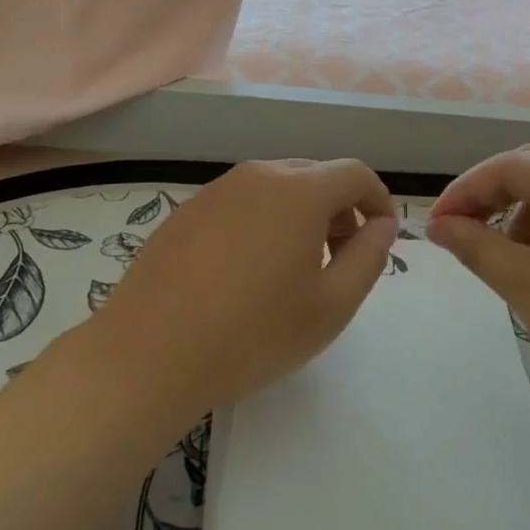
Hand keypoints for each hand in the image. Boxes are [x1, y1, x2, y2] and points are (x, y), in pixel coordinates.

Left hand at [95, 159, 397, 421]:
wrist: (147, 355)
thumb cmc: (252, 334)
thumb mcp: (331, 306)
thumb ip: (369, 258)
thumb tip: (381, 225)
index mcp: (299, 191)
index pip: (355, 174)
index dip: (378, 201)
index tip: (381, 238)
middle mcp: (258, 175)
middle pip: (316, 176)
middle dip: (341, 210)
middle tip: (341, 261)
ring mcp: (216, 190)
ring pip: (277, 188)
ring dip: (301, 216)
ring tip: (294, 270)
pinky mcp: (186, 211)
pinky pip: (241, 203)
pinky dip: (262, 223)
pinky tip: (247, 273)